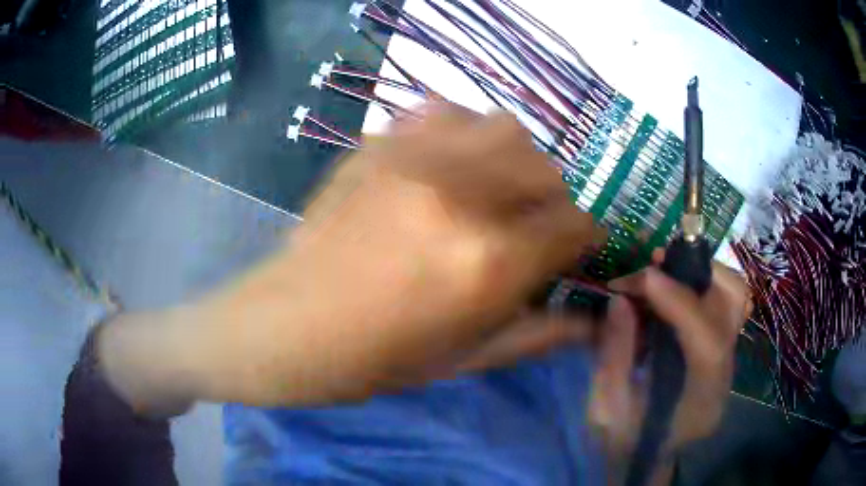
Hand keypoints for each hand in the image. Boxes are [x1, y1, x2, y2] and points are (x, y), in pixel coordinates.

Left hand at [99, 103, 603, 412]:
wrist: (288, 327)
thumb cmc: (376, 360)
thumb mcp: (466, 360)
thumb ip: (539, 334)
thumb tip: (592, 323)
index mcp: (490, 263)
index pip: (576, 225)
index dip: (587, 239)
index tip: (578, 248)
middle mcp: (463, 197)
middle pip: (548, 169)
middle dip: (554, 200)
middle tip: (533, 225)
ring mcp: (416, 159)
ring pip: (504, 127)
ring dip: (515, 159)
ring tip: (496, 188)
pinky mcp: (379, 145)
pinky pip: (444, 110)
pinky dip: (463, 130)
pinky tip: (451, 161)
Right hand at [588, 250, 750, 480]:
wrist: (645, 456)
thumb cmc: (623, 440)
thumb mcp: (606, 407)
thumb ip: (614, 355)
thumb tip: (620, 300)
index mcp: (700, 405)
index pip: (708, 345)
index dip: (680, 303)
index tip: (645, 278)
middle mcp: (725, 376)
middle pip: (735, 309)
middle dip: (697, 275)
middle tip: (655, 266)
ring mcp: (729, 359)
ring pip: (733, 297)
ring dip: (700, 273)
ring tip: (662, 270)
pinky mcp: (721, 347)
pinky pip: (721, 302)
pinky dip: (699, 284)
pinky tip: (669, 288)